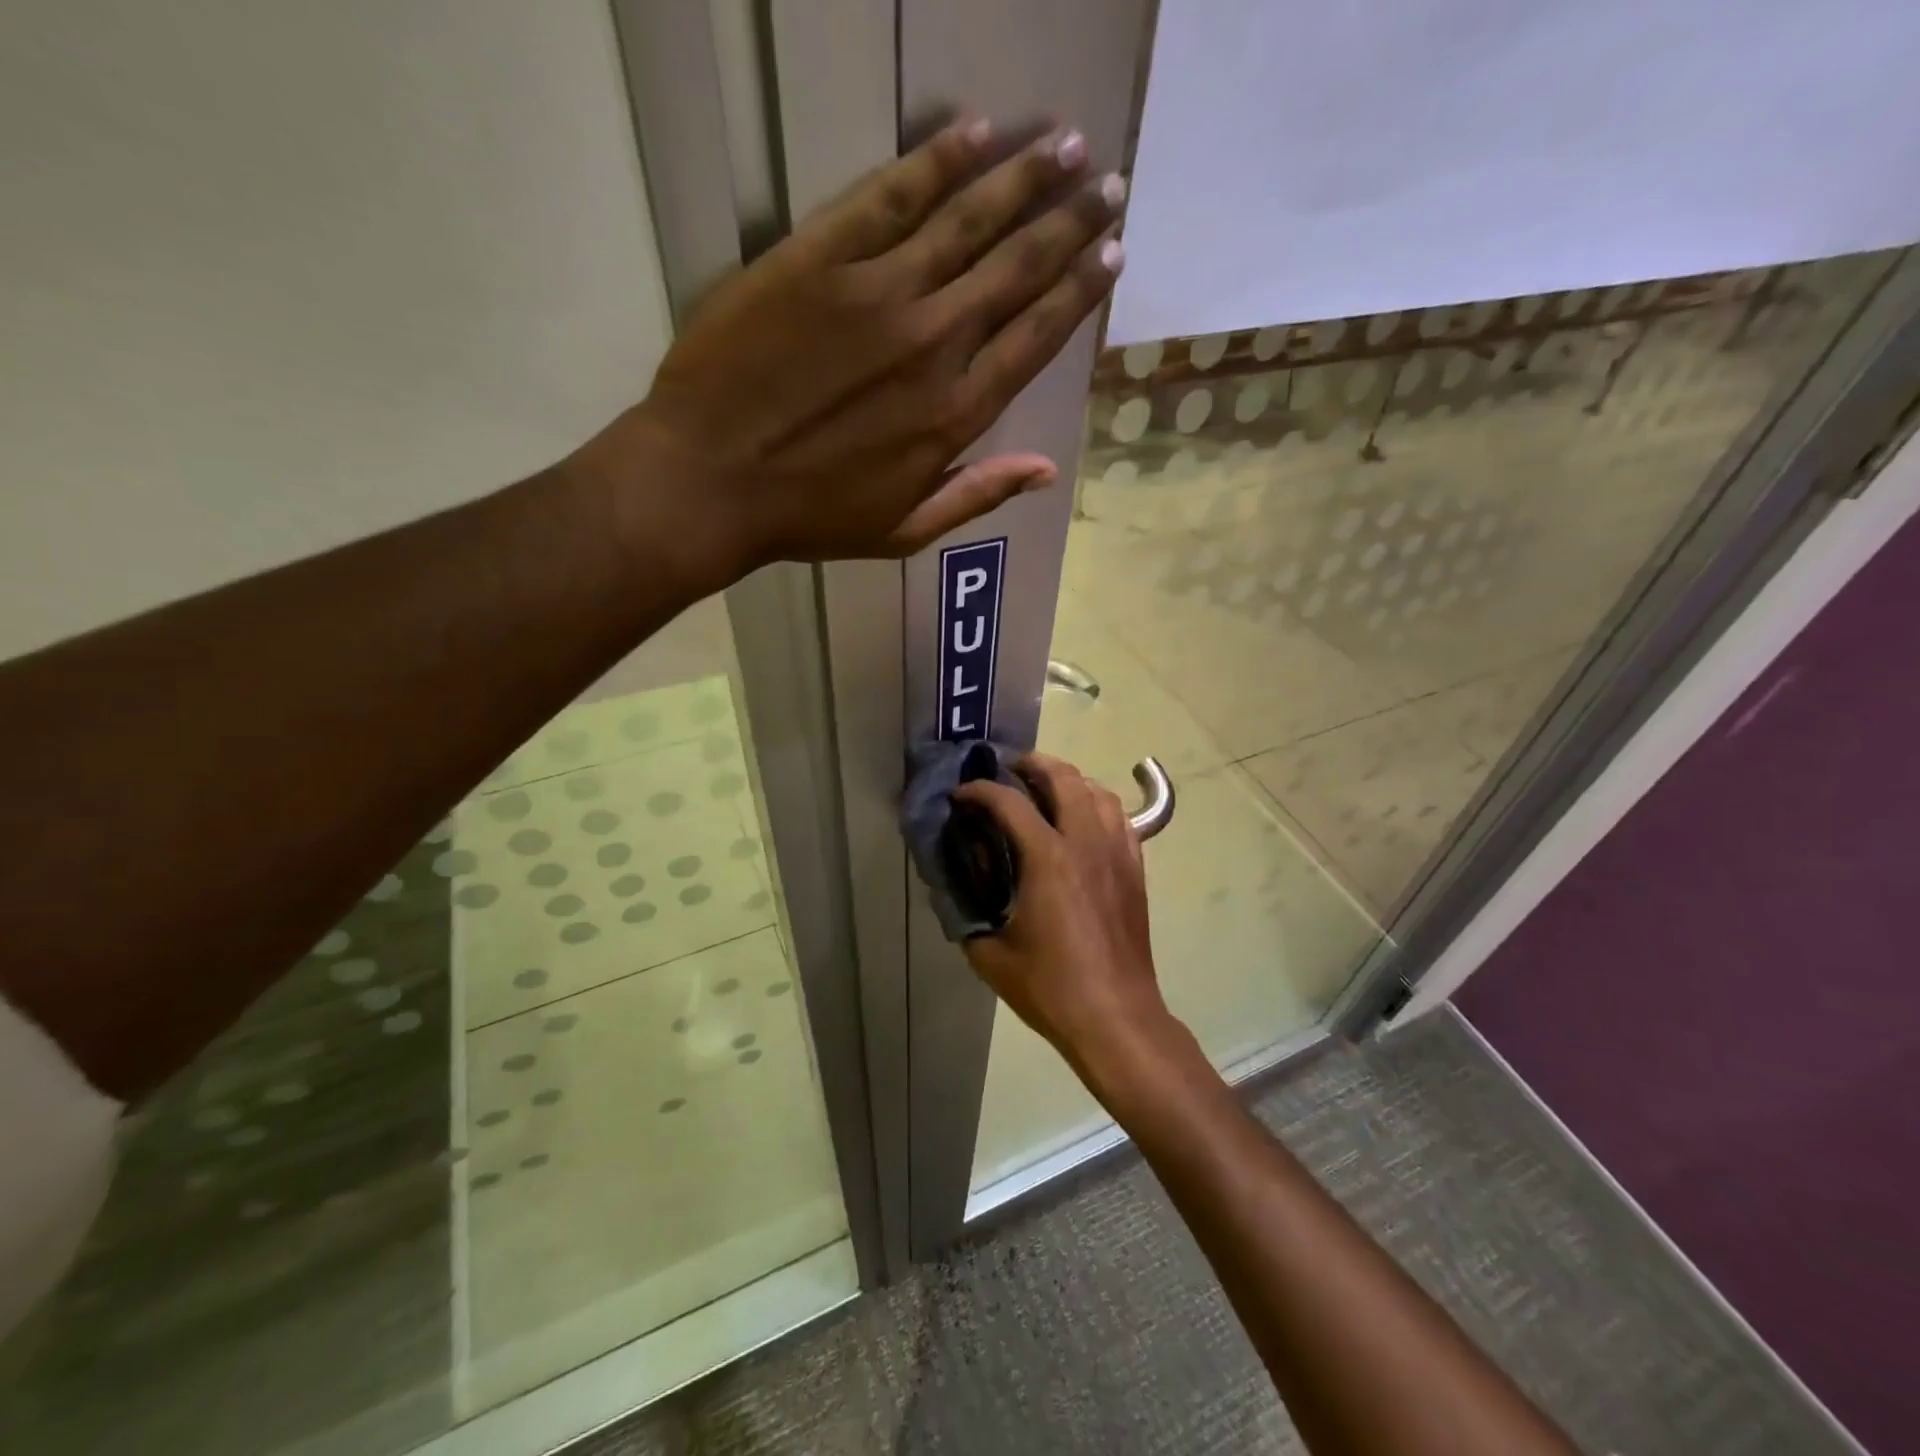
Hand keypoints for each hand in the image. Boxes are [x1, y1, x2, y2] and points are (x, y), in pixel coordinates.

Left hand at [571, 116, 1126, 576]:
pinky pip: (889, 196)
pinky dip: (936, 160)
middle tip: (1110, 184)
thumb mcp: (904, 530)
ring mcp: (877, 293)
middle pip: (1016, 268)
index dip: (1078, 291)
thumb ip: (978, 495)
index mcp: (954, 413)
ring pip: (967, 220)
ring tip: (1068, 144)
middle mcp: (932, 343)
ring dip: (1023, 177)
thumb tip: (1047, 470)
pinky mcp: (819, 258)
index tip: (1112, 254)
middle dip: (1070, 222)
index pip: (1035, 337)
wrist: (708, 481)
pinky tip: (973, 132)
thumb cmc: (809, 517)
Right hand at [954, 754, 1175, 1081]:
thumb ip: (968, 913)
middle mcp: (1085, 843)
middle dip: (1032, 764)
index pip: (1008, 802)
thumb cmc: (1051, 988)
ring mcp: (1116, 853)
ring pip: (1098, 791)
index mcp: (1048, 859)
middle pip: (1063, 778)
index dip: (978, 791)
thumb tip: (959, 888)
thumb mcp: (991, 955)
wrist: (1116, 1017)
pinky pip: (1121, 818)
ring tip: (1046, 789)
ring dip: (1069, 780)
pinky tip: (1083, 820)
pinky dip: (1098, 805)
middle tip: (1008, 771)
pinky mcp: (1135, 869)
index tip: (960, 796)